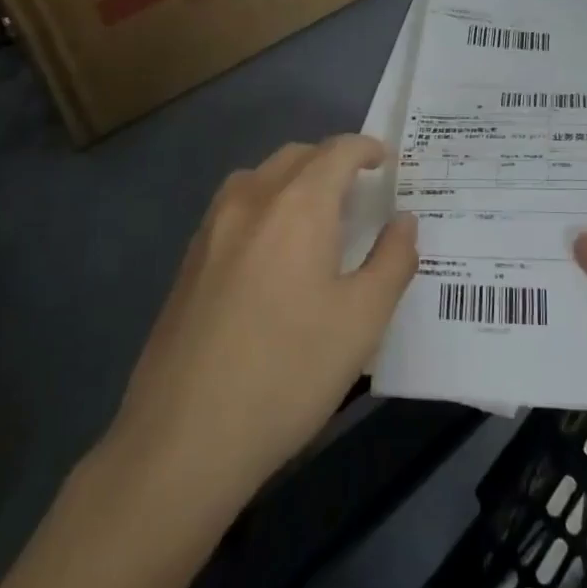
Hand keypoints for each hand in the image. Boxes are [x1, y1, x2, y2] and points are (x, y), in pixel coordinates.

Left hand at [103, 136, 417, 525]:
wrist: (183, 439)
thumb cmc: (288, 372)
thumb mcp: (362, 321)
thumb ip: (393, 260)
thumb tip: (404, 221)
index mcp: (297, 205)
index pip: (337, 151)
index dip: (366, 148)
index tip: (387, 161)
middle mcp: (250, 200)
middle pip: (296, 156)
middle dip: (331, 161)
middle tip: (359, 191)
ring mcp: (212, 229)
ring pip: (259, 177)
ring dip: (293, 179)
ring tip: (316, 217)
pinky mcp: (188, 261)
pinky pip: (234, 207)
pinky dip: (264, 205)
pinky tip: (272, 252)